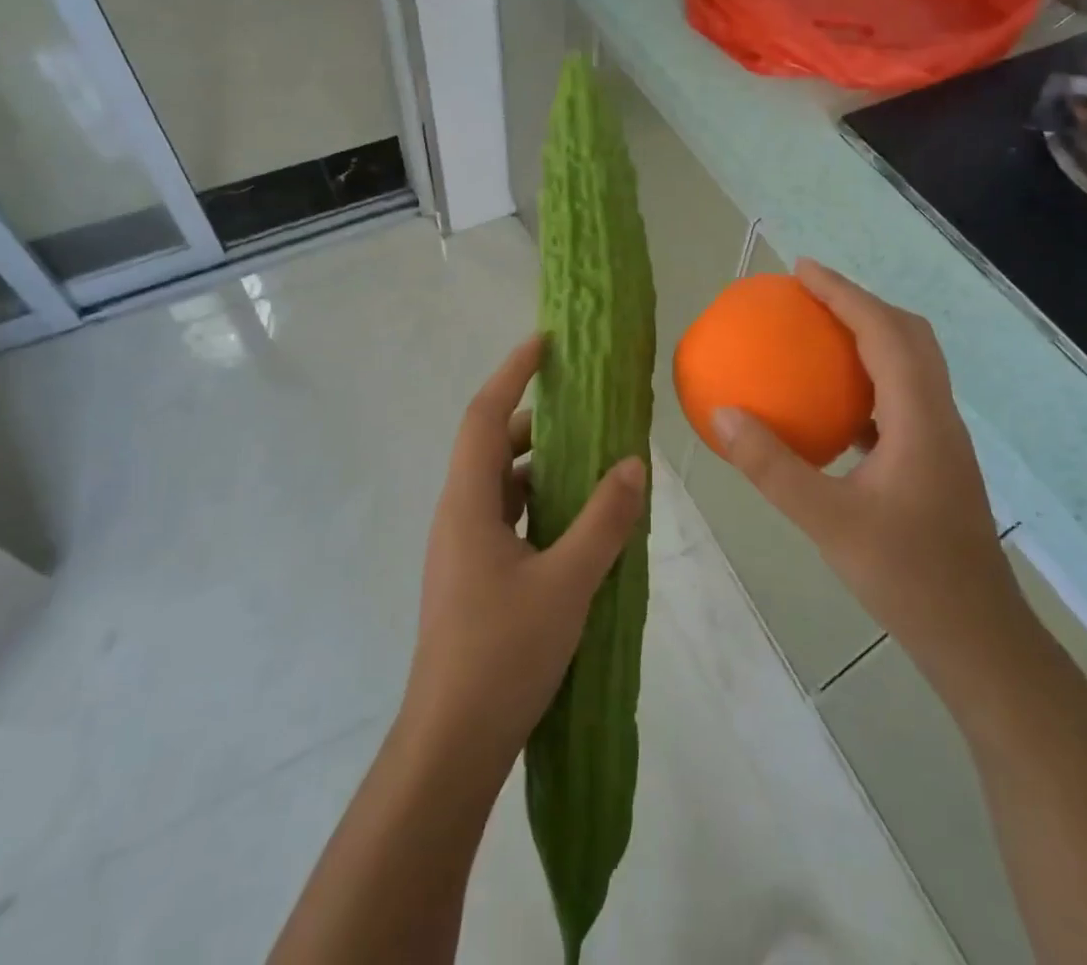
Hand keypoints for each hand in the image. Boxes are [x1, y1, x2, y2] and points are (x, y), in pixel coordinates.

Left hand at [401, 334, 646, 773]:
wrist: (453, 743)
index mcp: (468, 502)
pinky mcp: (474, 577)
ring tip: (592, 462)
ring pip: (501, 485)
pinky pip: (507, 518)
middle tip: (586, 410)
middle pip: (493, 446)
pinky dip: (539, 505)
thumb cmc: (503, 653)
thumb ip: (603, 519)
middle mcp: (459, 514)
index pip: (485, 415)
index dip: (512, 371)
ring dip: (541, 466)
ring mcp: (463, 548)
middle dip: (537, 421)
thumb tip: (633, 463)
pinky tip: (577, 523)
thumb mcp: (567, 582)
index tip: (545, 343)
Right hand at [712, 260, 1021, 678]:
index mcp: (919, 418)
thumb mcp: (828, 522)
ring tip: (818, 334)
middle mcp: (937, 416)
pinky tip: (832, 405)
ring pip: (909, 365)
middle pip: (908, 336)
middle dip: (859, 302)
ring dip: (868, 336)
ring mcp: (940, 439)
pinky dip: (866, 379)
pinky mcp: (934, 461)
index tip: (802, 270)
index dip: (844, 293)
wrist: (978, 638)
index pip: (884, 332)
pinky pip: (899, 398)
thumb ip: (772, 468)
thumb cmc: (908, 577)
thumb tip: (724, 414)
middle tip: (809, 294)